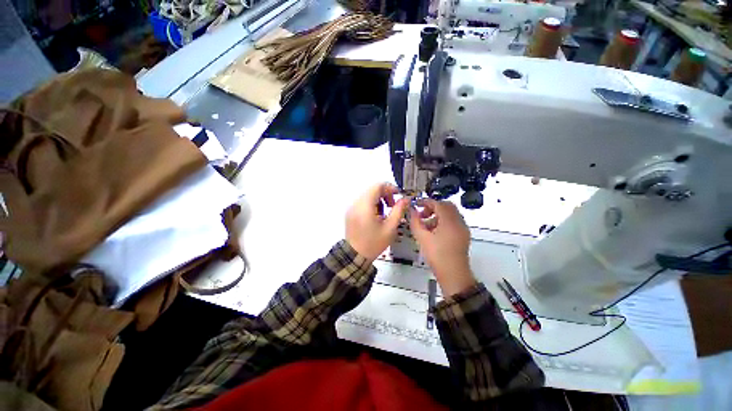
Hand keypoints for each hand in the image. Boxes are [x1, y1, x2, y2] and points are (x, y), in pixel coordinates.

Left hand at [346, 183, 409, 261]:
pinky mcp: (350, 212)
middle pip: (372, 189)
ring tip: (384, 214)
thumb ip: (398, 211)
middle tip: (392, 206)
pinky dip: (372, 204)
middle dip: (385, 194)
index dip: (390, 188)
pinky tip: (376, 216)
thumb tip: (405, 199)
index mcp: (365, 207)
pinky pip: (363, 202)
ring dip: (379, 200)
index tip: (398, 195)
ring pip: (368, 195)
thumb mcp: (390, 228)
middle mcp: (356, 204)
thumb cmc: (373, 243)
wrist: (355, 256)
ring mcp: (351, 208)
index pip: (377, 186)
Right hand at [409, 199, 475, 296]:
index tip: (416, 203)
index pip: (438, 204)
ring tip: (425, 225)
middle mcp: (459, 222)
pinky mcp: (463, 235)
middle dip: (433, 207)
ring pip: (450, 214)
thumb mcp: (422, 238)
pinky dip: (443, 221)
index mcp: (450, 221)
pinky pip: (453, 222)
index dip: (426, 201)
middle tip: (422, 214)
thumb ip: (415, 221)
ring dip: (438, 214)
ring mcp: (463, 229)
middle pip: (446, 206)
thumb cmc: (437, 256)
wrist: (453, 275)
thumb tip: (411, 210)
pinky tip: (434, 231)